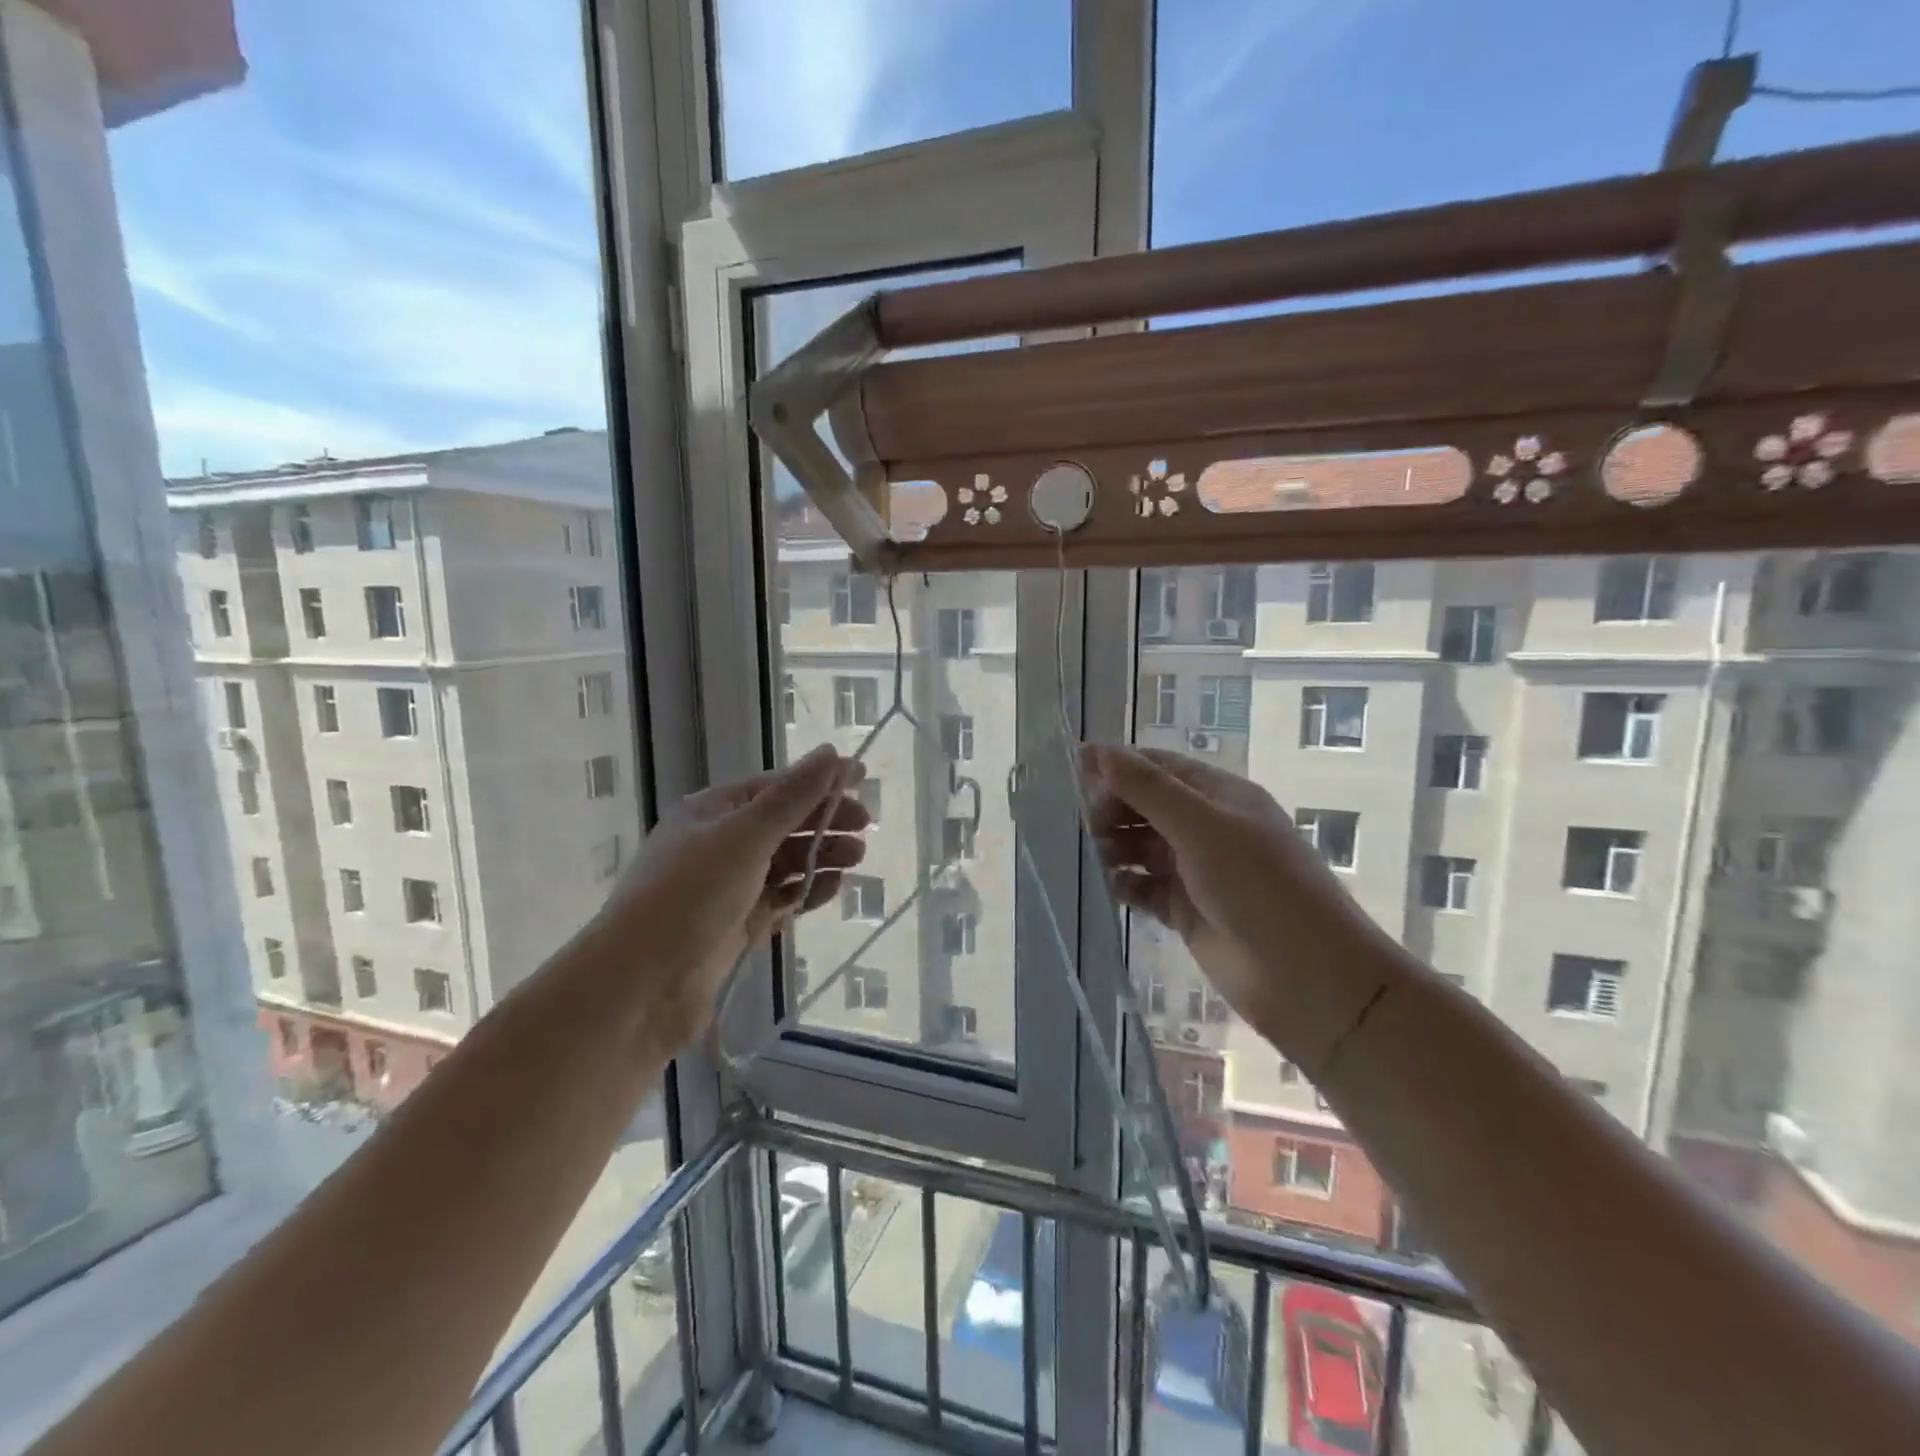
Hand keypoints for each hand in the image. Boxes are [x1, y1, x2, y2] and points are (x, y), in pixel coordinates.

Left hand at [602, 745, 869, 1042]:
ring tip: (856, 860)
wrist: (641, 984)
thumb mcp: (746, 835)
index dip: (819, 781)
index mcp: (713, 811)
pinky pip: (782, 898)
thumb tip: (832, 751)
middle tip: (865, 828)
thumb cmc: (691, 893)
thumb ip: (793, 796)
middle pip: (784, 823)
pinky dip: (808, 891)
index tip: (863, 779)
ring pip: (786, 862)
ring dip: (821, 856)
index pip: (776, 786)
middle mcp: (720, 843)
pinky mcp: (738, 924)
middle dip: (825, 822)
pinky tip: (832, 889)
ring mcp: (729, 886)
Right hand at [1081, 744, 1394, 1069]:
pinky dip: (1126, 884)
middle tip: (1086, 823)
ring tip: (1095, 854)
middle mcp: (1208, 828)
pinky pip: (1145, 888)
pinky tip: (1110, 886)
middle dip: (1114, 807)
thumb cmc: (1258, 886)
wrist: (1308, 978)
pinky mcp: (1188, 911)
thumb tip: (1096, 750)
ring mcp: (1198, 871)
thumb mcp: (1202, 826)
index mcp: (1220, 796)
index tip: (1072, 769)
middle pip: (1147, 805)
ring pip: (1143, 846)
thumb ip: (1147, 788)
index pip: (1159, 767)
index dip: (1118, 764)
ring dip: (1116, 845)